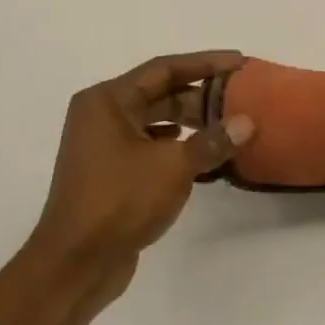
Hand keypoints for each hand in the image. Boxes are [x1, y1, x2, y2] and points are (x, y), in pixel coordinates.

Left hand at [27, 51, 254, 299]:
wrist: (77, 262)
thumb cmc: (120, 200)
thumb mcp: (173, 166)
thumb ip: (212, 141)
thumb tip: (247, 123)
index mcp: (107, 101)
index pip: (164, 69)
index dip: (205, 63)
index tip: (239, 62)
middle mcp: (102, 116)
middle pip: (160, 93)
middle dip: (201, 96)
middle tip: (241, 99)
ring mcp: (105, 146)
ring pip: (157, 122)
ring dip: (192, 123)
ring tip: (230, 127)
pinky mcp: (113, 173)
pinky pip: (152, 147)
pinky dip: (179, 147)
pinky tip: (207, 157)